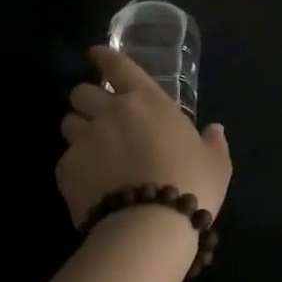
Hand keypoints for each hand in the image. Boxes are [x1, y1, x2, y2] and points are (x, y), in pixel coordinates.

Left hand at [57, 46, 231, 230]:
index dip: (105, 57)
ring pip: (68, 121)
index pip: (118, 66)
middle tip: (97, 113)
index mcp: (148, 101)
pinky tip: (89, 182)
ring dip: (78, 128)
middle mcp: (111, 112)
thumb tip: (215, 130)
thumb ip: (213, 142)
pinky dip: (75, 165)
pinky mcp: (66, 168)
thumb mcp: (216, 163)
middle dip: (87, 99)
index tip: (96, 54)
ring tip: (89, 146)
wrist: (149, 226)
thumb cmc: (190, 184)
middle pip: (82, 92)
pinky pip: (65, 158)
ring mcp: (85, 139)